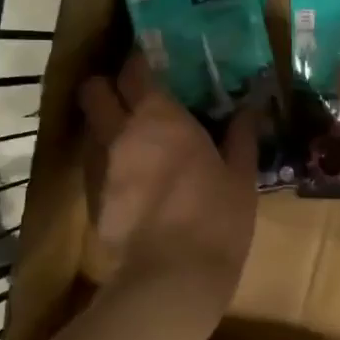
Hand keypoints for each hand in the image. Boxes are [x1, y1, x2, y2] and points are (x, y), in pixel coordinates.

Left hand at [79, 52, 257, 310]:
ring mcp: (100, 166)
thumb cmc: (216, 219)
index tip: (152, 63)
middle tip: (131, 97)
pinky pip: (94, 165)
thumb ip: (241, 136)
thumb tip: (249, 108)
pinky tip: (130, 180)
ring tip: (132, 140)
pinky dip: (108, 162)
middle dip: (106, 87)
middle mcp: (120, 132)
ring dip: (106, 125)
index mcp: (159, 118)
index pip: (134, 69)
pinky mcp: (92, 198)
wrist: (172, 277)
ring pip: (91, 128)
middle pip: (93, 90)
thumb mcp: (240, 176)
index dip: (139, 62)